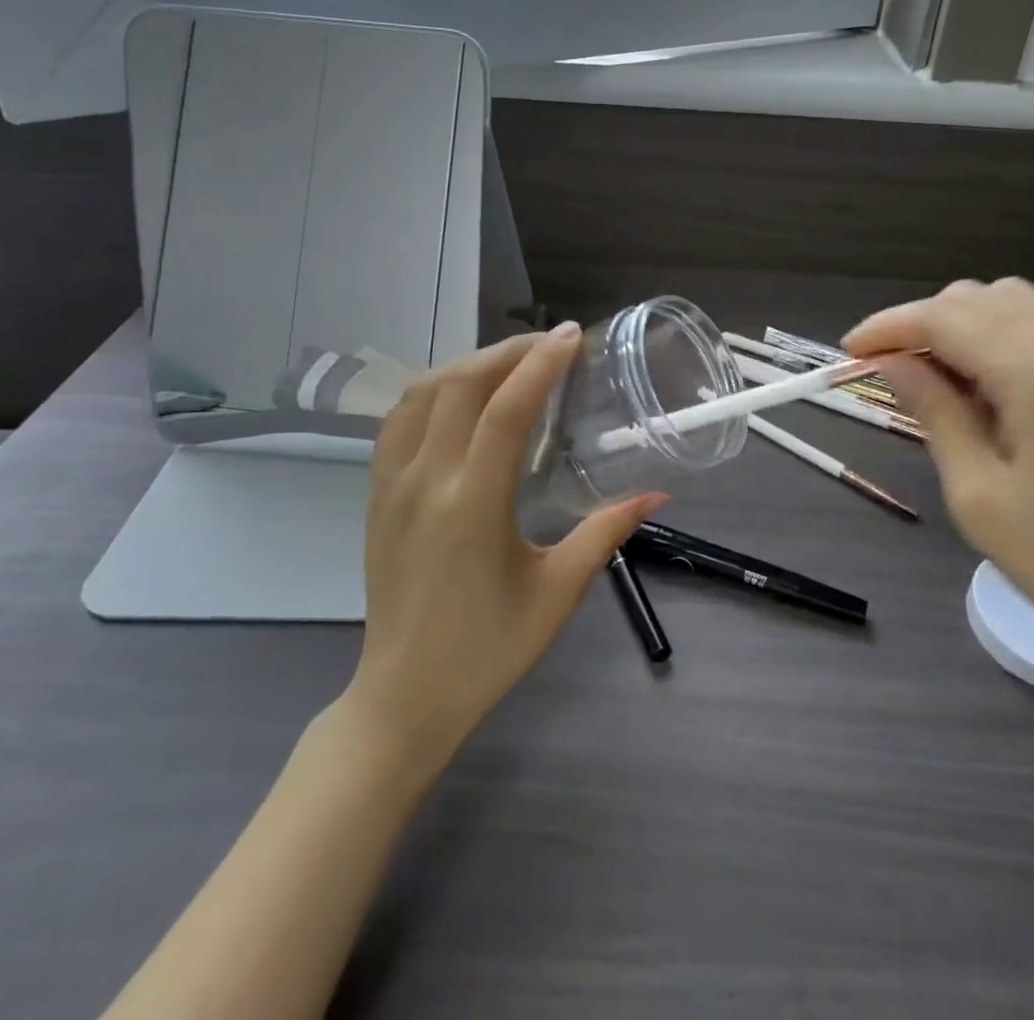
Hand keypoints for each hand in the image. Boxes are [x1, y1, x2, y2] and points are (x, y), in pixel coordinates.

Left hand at [341, 324, 665, 781]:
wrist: (405, 696)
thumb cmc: (489, 649)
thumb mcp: (558, 591)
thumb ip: (607, 532)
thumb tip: (657, 494)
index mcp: (473, 504)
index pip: (506, 409)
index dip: (541, 364)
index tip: (572, 336)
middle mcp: (426, 481)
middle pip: (461, 385)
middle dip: (508, 351)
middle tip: (550, 345)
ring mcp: (392, 485)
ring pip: (423, 393)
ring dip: (469, 364)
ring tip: (511, 362)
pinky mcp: (376, 494)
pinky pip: (398, 420)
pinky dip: (433, 390)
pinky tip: (460, 396)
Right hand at [846, 279, 1033, 705]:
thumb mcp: (977, 493)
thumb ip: (933, 411)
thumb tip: (891, 362)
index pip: (944, 318)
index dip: (887, 327)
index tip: (848, 352)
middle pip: (976, 298)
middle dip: (920, 323)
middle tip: (885, 370)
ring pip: (1010, 302)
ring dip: (959, 325)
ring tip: (929, 374)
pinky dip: (997, 335)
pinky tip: (980, 381)